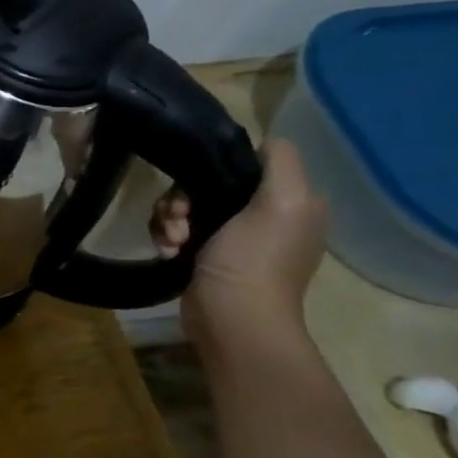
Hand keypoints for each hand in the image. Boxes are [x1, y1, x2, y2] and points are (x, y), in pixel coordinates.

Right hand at [150, 139, 327, 339]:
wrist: (231, 317)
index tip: (197, 189)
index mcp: (291, 202)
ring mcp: (234, 239)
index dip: (214, 170)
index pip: (243, 166)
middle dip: (183, 200)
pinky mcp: (206, 257)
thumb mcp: (282, 201)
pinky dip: (166, 238)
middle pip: (208, 186)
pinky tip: (167, 252)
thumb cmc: (254, 258)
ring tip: (171, 241)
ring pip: (186, 208)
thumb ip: (280, 162)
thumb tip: (263, 140)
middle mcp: (267, 217)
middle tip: (179, 219)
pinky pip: (176, 231)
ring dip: (169, 220)